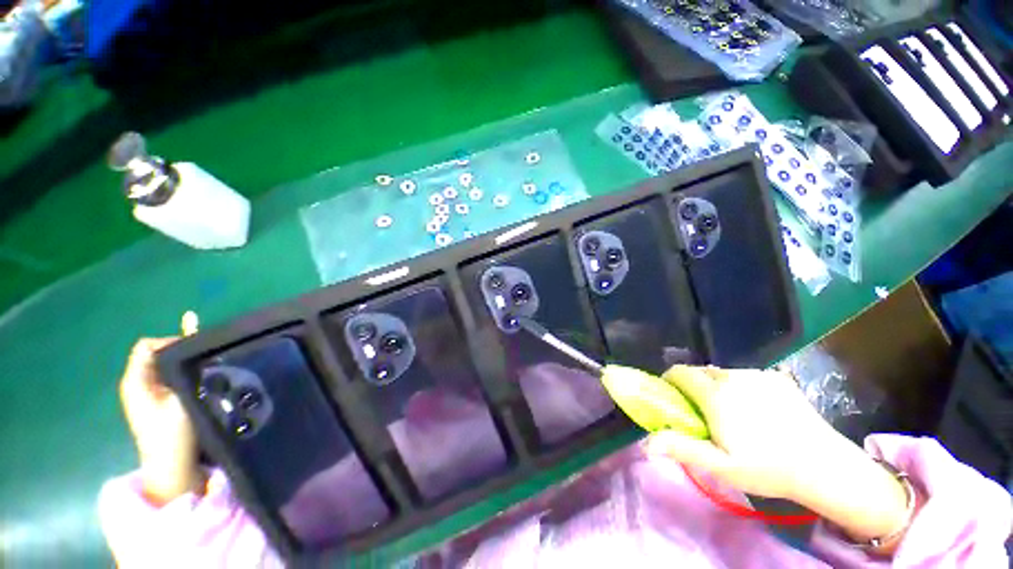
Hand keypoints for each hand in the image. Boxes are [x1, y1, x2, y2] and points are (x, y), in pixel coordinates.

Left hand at [119, 338, 203, 505]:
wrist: (173, 468)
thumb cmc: (173, 433)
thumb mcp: (179, 399)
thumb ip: (185, 372)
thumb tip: (197, 348)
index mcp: (136, 381)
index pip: (148, 345)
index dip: (172, 341)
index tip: (197, 351)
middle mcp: (138, 384)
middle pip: (158, 355)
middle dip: (183, 353)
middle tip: (206, 360)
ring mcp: (148, 396)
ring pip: (168, 367)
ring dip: (187, 365)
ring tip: (209, 368)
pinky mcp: (160, 405)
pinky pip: (172, 379)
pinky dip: (186, 373)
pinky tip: (203, 374)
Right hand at [648, 366, 909, 548]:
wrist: (825, 467)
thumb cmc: (767, 469)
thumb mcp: (720, 466)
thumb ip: (681, 448)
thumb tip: (644, 443)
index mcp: (716, 394)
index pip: (679, 373)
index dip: (670, 382)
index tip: (673, 400)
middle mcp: (733, 376)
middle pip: (699, 371)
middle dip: (693, 386)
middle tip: (702, 412)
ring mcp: (758, 374)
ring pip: (722, 373)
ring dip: (716, 387)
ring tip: (732, 413)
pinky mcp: (777, 377)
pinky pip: (745, 376)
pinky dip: (740, 387)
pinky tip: (757, 410)